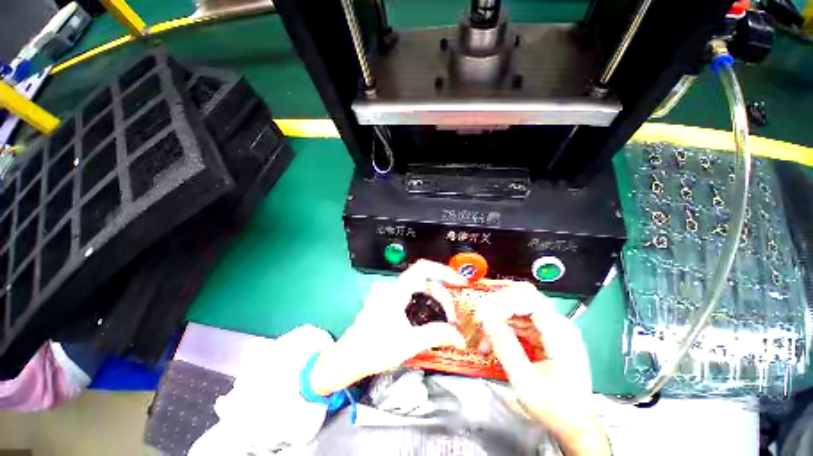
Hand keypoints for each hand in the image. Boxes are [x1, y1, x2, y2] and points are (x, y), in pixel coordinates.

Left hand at [309, 260, 466, 395]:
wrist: (348, 358)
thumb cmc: (376, 349)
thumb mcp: (409, 343)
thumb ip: (437, 335)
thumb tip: (460, 337)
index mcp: (397, 290)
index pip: (423, 268)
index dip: (444, 271)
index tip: (460, 283)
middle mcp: (393, 286)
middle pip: (425, 281)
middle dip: (442, 297)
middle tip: (452, 319)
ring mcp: (389, 293)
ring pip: (419, 288)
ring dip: (434, 301)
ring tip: (445, 320)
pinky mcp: (387, 300)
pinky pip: (411, 294)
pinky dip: (424, 302)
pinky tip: (430, 318)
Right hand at [477, 282, 610, 455]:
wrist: (573, 423)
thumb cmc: (554, 407)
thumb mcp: (526, 381)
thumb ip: (506, 348)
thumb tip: (486, 320)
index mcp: (560, 333)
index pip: (530, 299)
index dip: (504, 301)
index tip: (485, 314)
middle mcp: (558, 324)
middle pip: (523, 299)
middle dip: (497, 307)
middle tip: (480, 321)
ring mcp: (552, 328)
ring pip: (518, 308)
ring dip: (498, 319)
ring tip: (484, 338)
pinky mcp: (545, 334)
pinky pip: (520, 321)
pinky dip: (504, 328)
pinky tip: (493, 342)